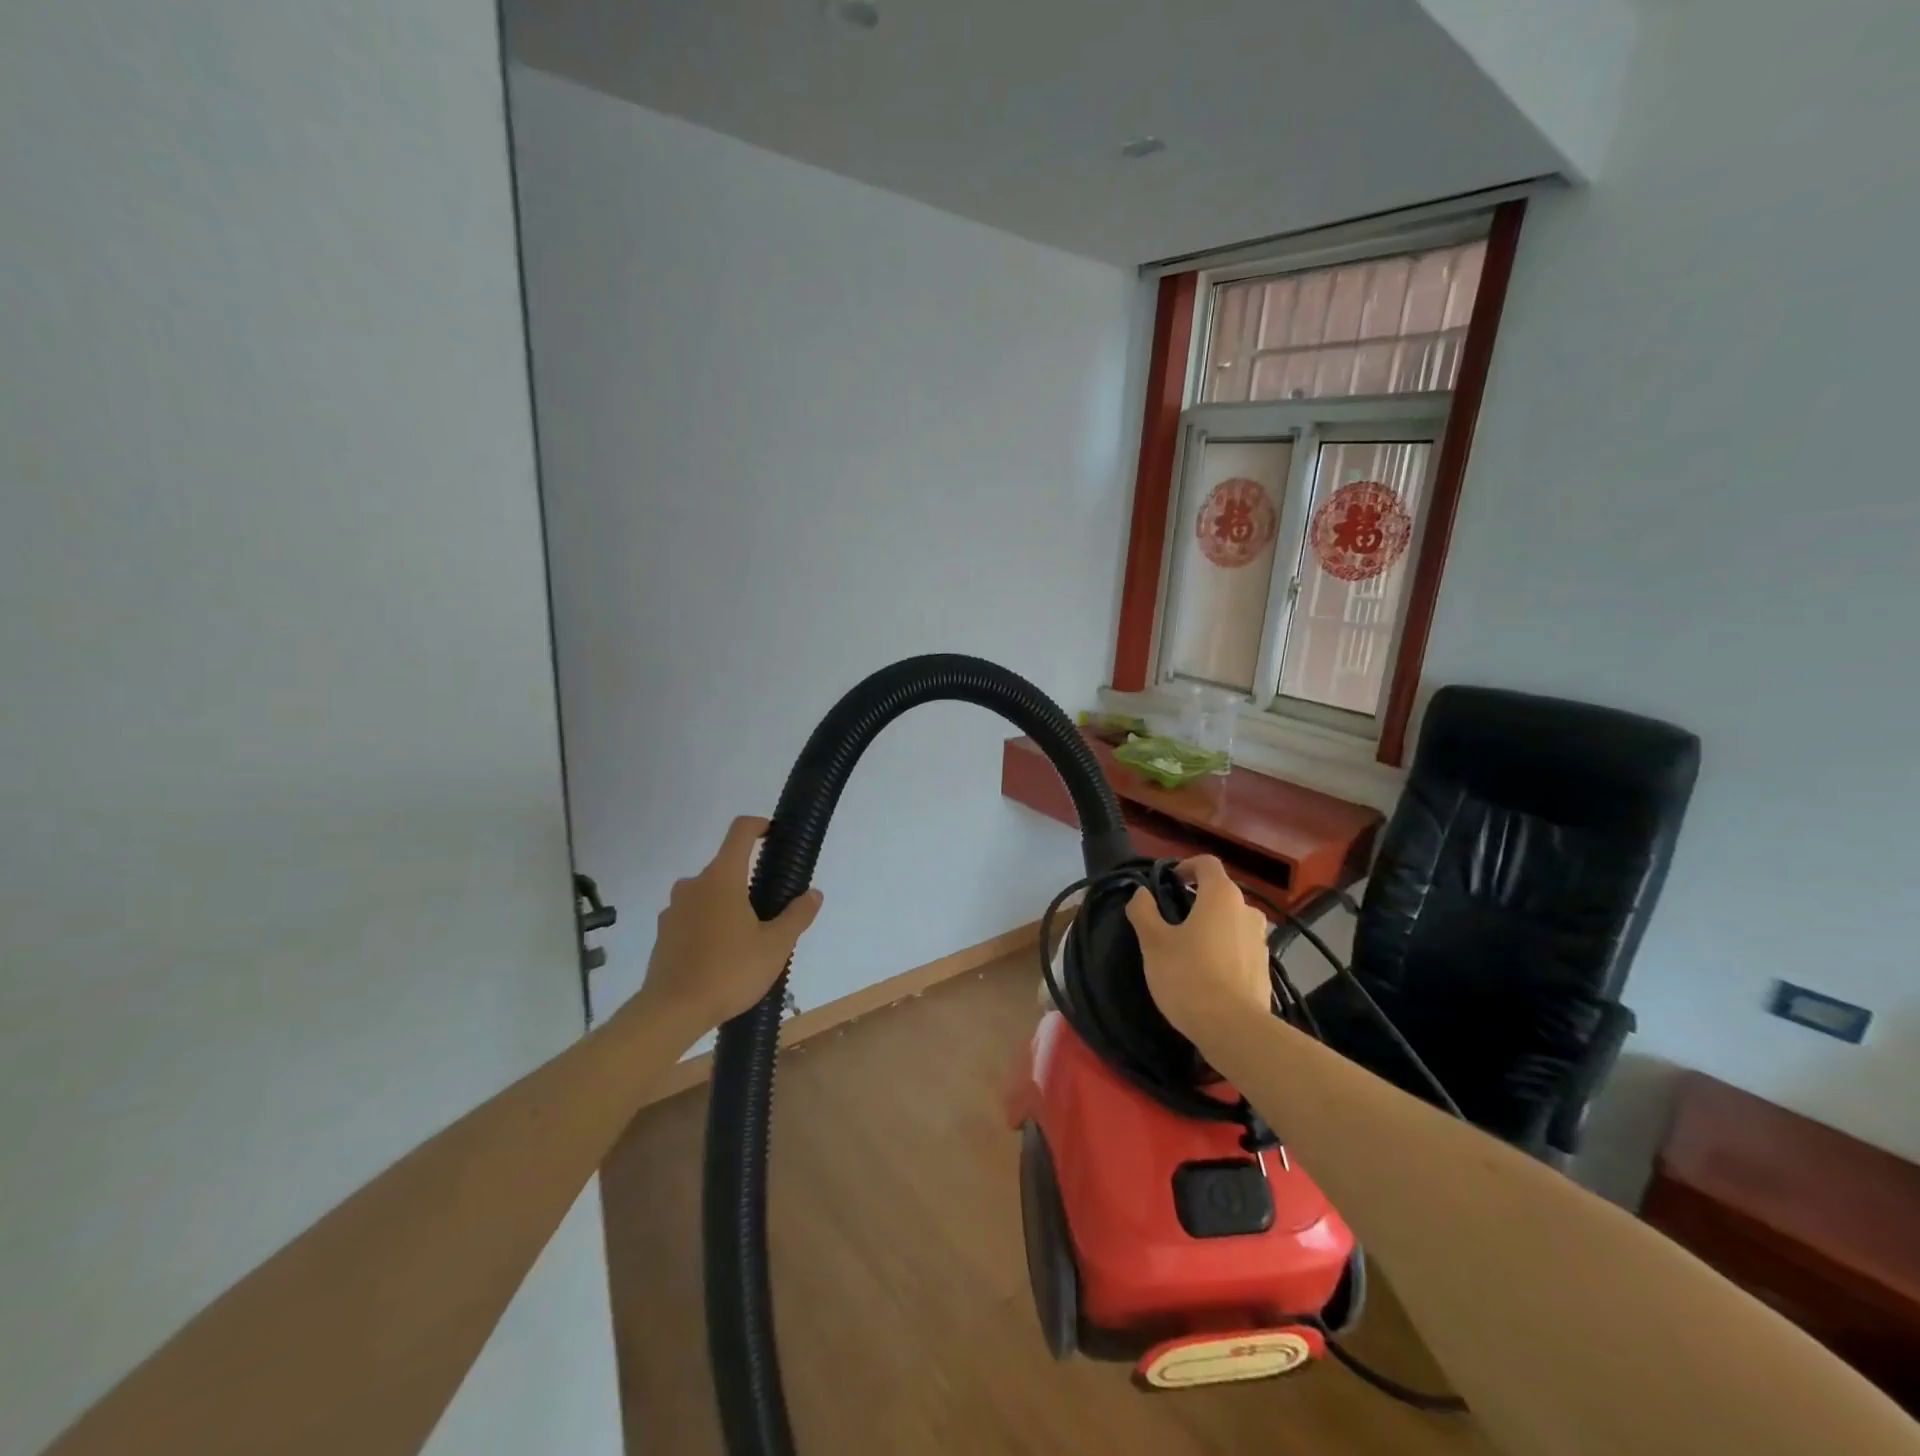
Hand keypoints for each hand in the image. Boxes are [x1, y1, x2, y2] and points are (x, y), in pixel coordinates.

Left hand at [636, 816, 823, 1033]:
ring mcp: (674, 908)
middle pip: (725, 867)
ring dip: (727, 904)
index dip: (759, 825)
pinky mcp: (664, 933)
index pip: (740, 832)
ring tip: (746, 937)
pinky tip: (720, 954)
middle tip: (770, 909)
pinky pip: (692, 916)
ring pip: (708, 893)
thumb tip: (814, 894)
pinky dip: (708, 924)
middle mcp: (694, 884)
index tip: (773, 834)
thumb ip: (797, 916)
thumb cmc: (729, 971)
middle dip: (748, 880)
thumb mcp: (775, 946)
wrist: (671, 1011)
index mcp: (722, 878)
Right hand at [1126, 856, 1269, 1044]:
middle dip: (1197, 900)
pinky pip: (1240, 947)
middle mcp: (1247, 911)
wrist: (1233, 1029)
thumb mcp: (1153, 942)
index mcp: (1222, 896)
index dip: (1186, 866)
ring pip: (1232, 921)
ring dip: (1212, 926)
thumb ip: (1144, 911)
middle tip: (1171, 920)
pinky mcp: (1265, 969)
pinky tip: (1207, 973)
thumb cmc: (1188, 975)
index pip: (1207, 863)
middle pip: (1220, 893)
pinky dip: (1224, 950)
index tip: (1169, 882)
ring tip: (1189, 948)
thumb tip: (1142, 893)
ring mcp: (1261, 941)